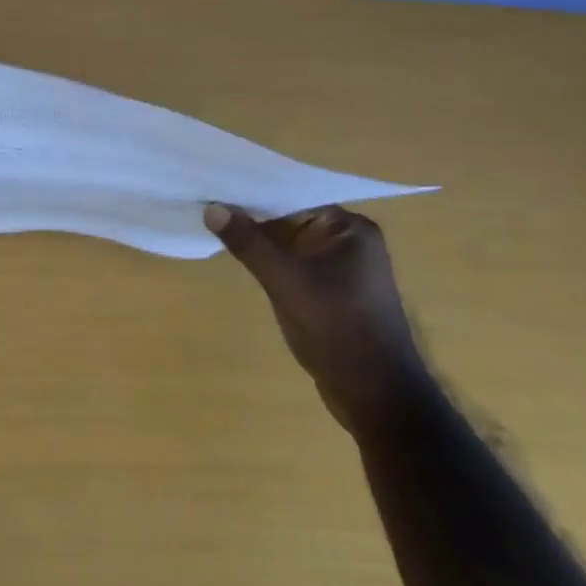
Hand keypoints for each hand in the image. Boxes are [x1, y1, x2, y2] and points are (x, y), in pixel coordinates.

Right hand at [205, 203, 429, 433]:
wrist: (377, 397)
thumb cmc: (337, 328)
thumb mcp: (285, 280)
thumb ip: (249, 242)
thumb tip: (212, 208)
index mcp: (350, 228)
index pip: (294, 196)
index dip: (254, 192)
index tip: (216, 188)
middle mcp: (350, 241)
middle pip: (291, 218)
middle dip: (253, 216)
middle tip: (208, 205)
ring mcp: (342, 269)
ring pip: (290, 243)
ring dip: (259, 241)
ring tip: (215, 227)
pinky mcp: (332, 292)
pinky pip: (294, 265)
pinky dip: (270, 262)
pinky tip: (240, 258)